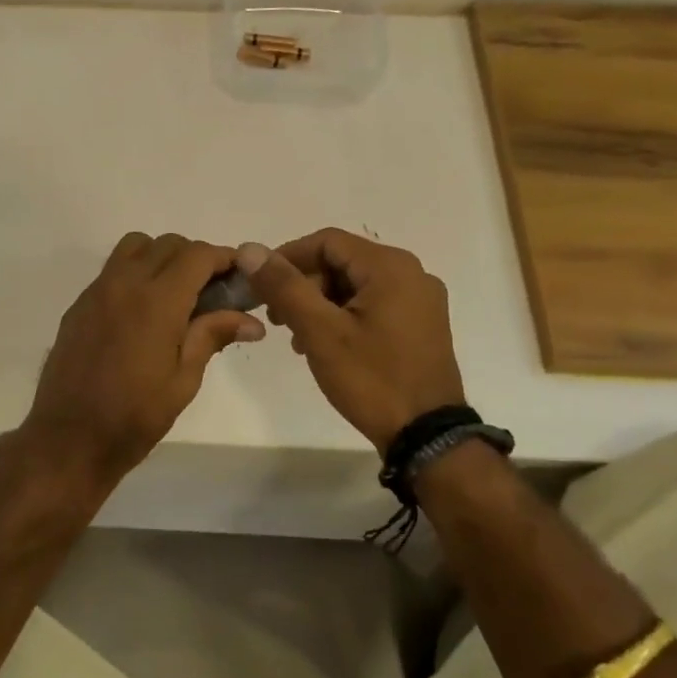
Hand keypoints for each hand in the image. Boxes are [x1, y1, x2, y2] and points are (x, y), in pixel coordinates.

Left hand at [23, 234, 264, 483]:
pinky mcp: (79, 305)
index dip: (224, 259)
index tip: (240, 277)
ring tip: (175, 295)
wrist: (69, 438)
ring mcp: (97, 291)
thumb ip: (212, 336)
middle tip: (212, 292)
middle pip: (168, 244)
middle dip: (196, 258)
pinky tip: (142, 312)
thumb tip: (252, 321)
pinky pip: (112, 270)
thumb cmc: (134, 416)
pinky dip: (135, 274)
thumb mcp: (183, 380)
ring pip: (135, 247)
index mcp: (157, 301)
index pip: (197, 255)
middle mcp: (124, 283)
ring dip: (162, 257)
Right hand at [237, 229, 464, 451]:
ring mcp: (420, 301)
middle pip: (342, 261)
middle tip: (275, 317)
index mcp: (390, 267)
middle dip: (303, 284)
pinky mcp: (421, 325)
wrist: (426, 436)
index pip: (327, 241)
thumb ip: (285, 286)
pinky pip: (373, 304)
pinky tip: (324, 344)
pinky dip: (343, 315)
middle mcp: (412, 273)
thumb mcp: (320, 331)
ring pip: (355, 285)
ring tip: (295, 336)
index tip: (260, 286)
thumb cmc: (371, 379)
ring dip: (319, 302)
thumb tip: (250, 249)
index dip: (287, 257)